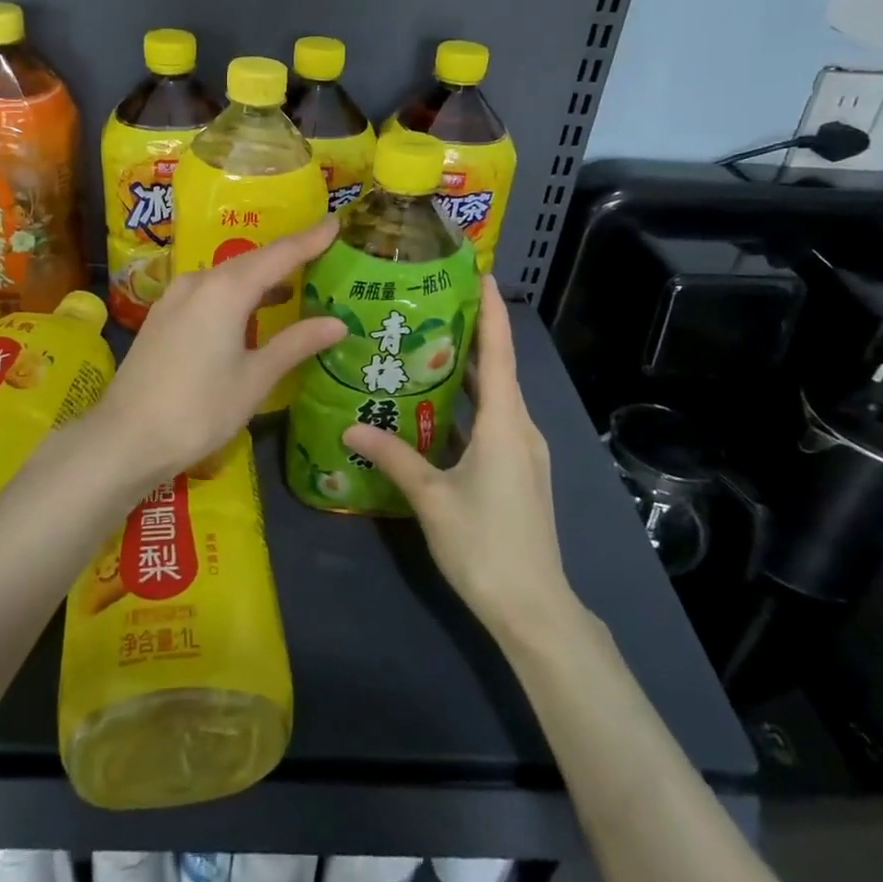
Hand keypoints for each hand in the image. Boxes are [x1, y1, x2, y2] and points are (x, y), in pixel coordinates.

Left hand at [91, 219, 345, 494]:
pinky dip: (237, 292)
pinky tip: (252, 308)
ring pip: (227, 275)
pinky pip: (209, 290)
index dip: (310, 239)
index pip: (278, 255)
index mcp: (225, 290)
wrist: (125, 438)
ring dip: (261, 275)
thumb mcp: (255, 379)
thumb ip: (295, 344)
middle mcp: (198, 282)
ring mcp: (175, 297)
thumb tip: (337, 323)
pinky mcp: (163, 316)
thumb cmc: (198, 409)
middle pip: (251, 260)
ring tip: (296, 279)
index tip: (336, 223)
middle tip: (322, 248)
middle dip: (287, 254)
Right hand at [344, 275, 575, 645]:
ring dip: (466, 373)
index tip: (480, 273)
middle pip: (497, 369)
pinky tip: (437, 409)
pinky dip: (468, 405)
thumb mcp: (431, 497)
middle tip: (431, 306)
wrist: (533, 607)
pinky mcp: (520, 472)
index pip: (498, 352)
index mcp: (503, 423)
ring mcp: (523, 452)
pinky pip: (494, 423)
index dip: (491, 310)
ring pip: (495, 398)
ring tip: (426, 348)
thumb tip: (349, 428)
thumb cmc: (484, 544)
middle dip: (470, 335)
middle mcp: (520, 428)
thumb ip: (392, 456)